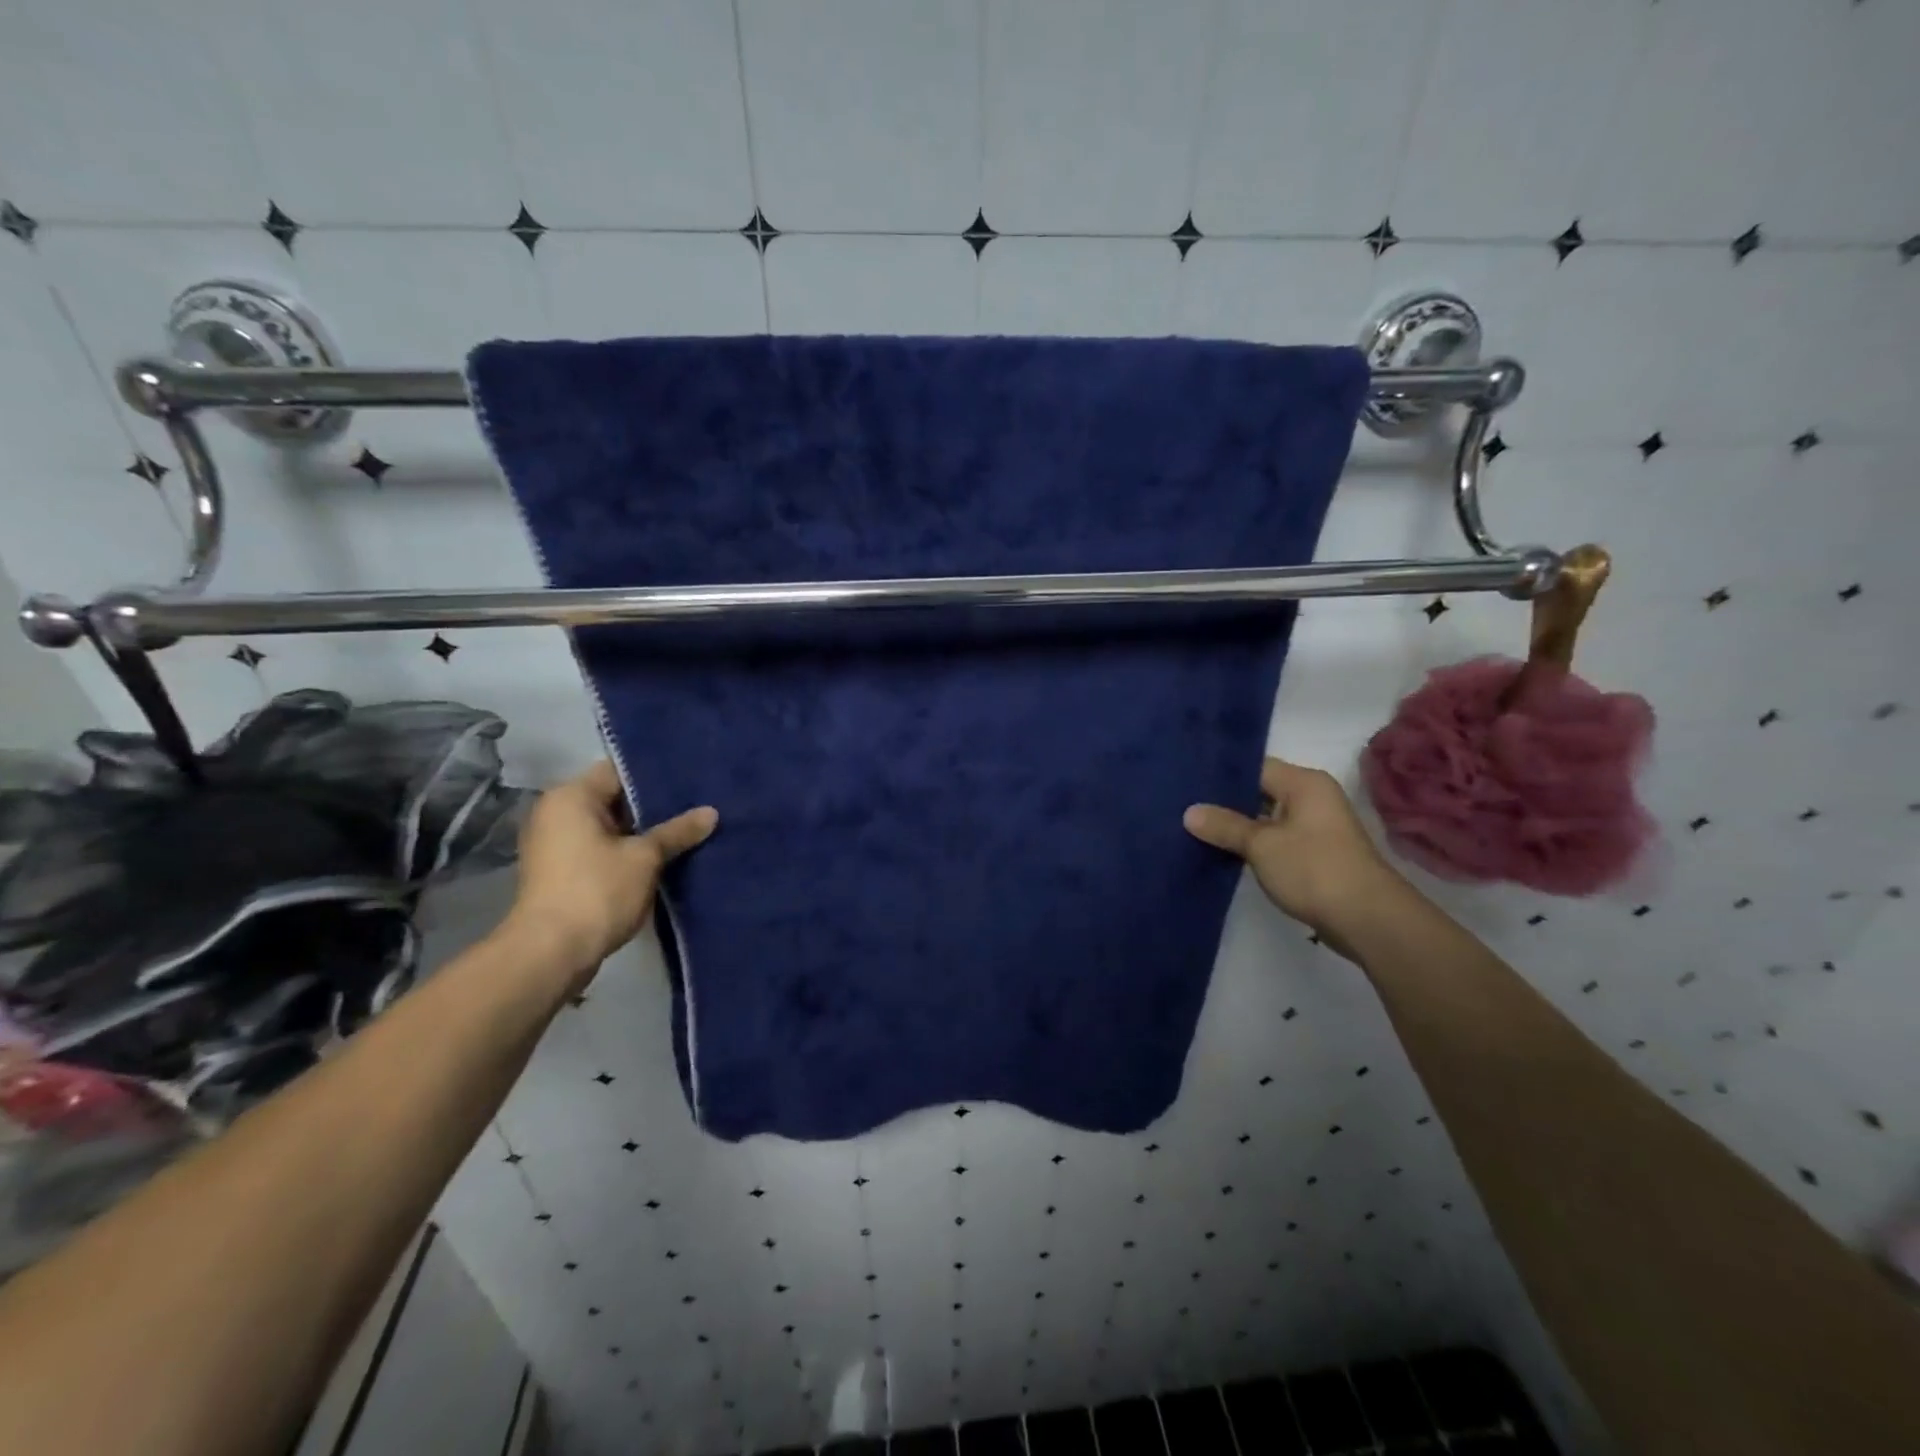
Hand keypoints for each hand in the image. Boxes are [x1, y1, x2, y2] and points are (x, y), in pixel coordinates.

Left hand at [505, 761, 716, 977]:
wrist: (551, 953)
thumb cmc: (597, 891)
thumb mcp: (645, 858)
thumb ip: (677, 831)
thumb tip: (711, 812)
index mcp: (571, 796)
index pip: (620, 770)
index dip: (657, 774)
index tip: (692, 778)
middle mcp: (557, 812)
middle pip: (614, 797)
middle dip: (654, 805)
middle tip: (697, 804)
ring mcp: (556, 843)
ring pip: (610, 826)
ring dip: (643, 831)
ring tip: (687, 829)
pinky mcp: (561, 870)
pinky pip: (601, 847)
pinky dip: (627, 850)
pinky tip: (663, 855)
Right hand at [1183, 756, 1405, 942]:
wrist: (1367, 920)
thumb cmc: (1314, 869)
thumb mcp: (1261, 845)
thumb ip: (1225, 826)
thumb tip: (1190, 812)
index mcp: (1304, 783)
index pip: (1255, 767)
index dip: (1221, 775)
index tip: (1186, 783)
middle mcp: (1313, 798)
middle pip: (1260, 792)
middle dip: (1225, 803)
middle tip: (1183, 807)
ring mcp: (1317, 828)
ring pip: (1267, 819)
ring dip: (1238, 827)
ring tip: (1195, 829)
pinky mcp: (1315, 855)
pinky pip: (1276, 840)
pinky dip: (1254, 846)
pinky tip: (1224, 852)